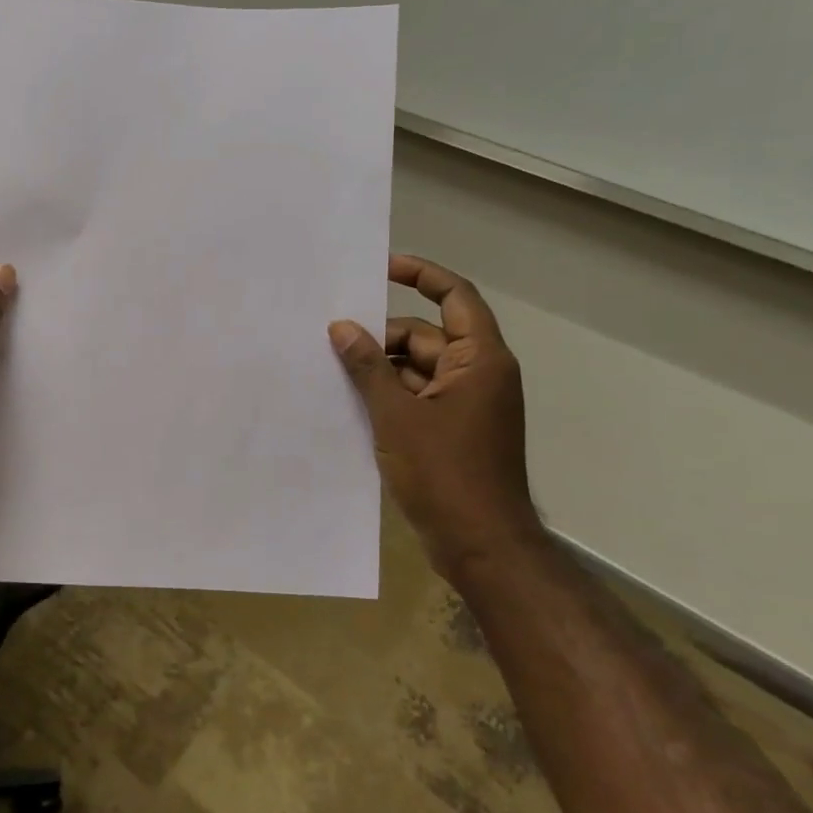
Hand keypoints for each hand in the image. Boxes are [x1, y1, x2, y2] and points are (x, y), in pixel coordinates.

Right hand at [330, 255, 539, 580]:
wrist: (480, 544)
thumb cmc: (444, 473)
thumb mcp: (397, 415)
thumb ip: (368, 366)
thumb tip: (342, 326)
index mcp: (479, 360)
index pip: (454, 297)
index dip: (421, 275)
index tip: (381, 267)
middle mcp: (477, 374)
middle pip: (425, 336)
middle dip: (382, 337)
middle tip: (332, 340)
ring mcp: (466, 405)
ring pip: (417, 369)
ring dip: (380, 369)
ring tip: (332, 371)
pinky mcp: (452, 431)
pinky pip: (416, 396)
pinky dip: (388, 395)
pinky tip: (350, 401)